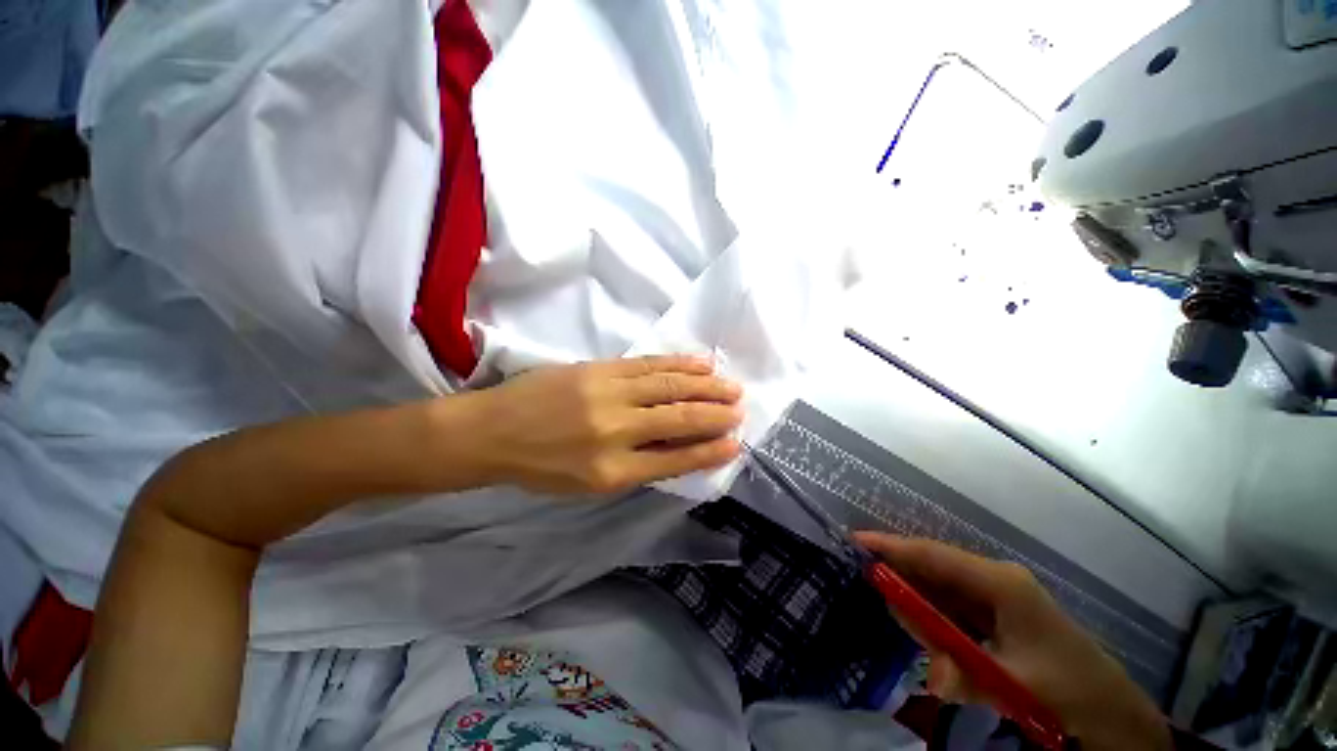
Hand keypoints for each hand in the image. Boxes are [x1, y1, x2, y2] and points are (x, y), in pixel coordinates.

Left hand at [461, 355, 743, 493]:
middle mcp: (615, 430)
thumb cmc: (541, 466)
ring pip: (669, 386)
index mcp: (611, 470)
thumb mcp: (589, 483)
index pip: (673, 460)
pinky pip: (649, 364)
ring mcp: (607, 392)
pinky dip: (678, 363)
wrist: (492, 431)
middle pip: (678, 418)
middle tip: (740, 408)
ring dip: (705, 385)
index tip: (734, 443)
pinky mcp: (600, 367)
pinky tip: (700, 362)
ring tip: (730, 384)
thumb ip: (637, 466)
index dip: (707, 451)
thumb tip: (681, 450)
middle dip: (715, 414)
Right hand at [855, 533, 1172, 750]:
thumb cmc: (1069, 689)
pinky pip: (952, 610)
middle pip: (932, 569)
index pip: (933, 555)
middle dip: (900, 578)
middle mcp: (994, 581)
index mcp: (1000, 582)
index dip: (892, 547)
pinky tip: (928, 636)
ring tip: (905, 624)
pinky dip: (933, 620)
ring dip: (917, 605)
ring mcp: (997, 598)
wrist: (1112, 713)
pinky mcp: (997, 618)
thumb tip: (930, 673)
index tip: (855, 542)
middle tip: (871, 589)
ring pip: (940, 591)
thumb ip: (967, 674)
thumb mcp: (1017, 684)